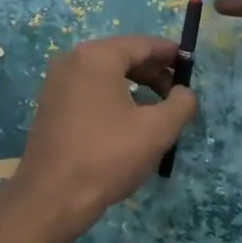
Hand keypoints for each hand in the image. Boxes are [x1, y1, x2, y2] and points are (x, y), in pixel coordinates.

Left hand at [8, 35, 197, 240]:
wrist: (52, 198)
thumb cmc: (107, 156)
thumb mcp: (157, 130)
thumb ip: (181, 104)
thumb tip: (185, 92)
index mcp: (96, 57)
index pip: (141, 44)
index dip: (169, 53)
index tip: (191, 66)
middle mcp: (72, 61)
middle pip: (122, 56)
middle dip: (153, 71)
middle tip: (178, 92)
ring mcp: (57, 83)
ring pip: (106, 75)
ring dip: (135, 86)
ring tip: (159, 109)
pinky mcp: (51, 106)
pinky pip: (90, 90)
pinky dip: (113, 97)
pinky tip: (129, 121)